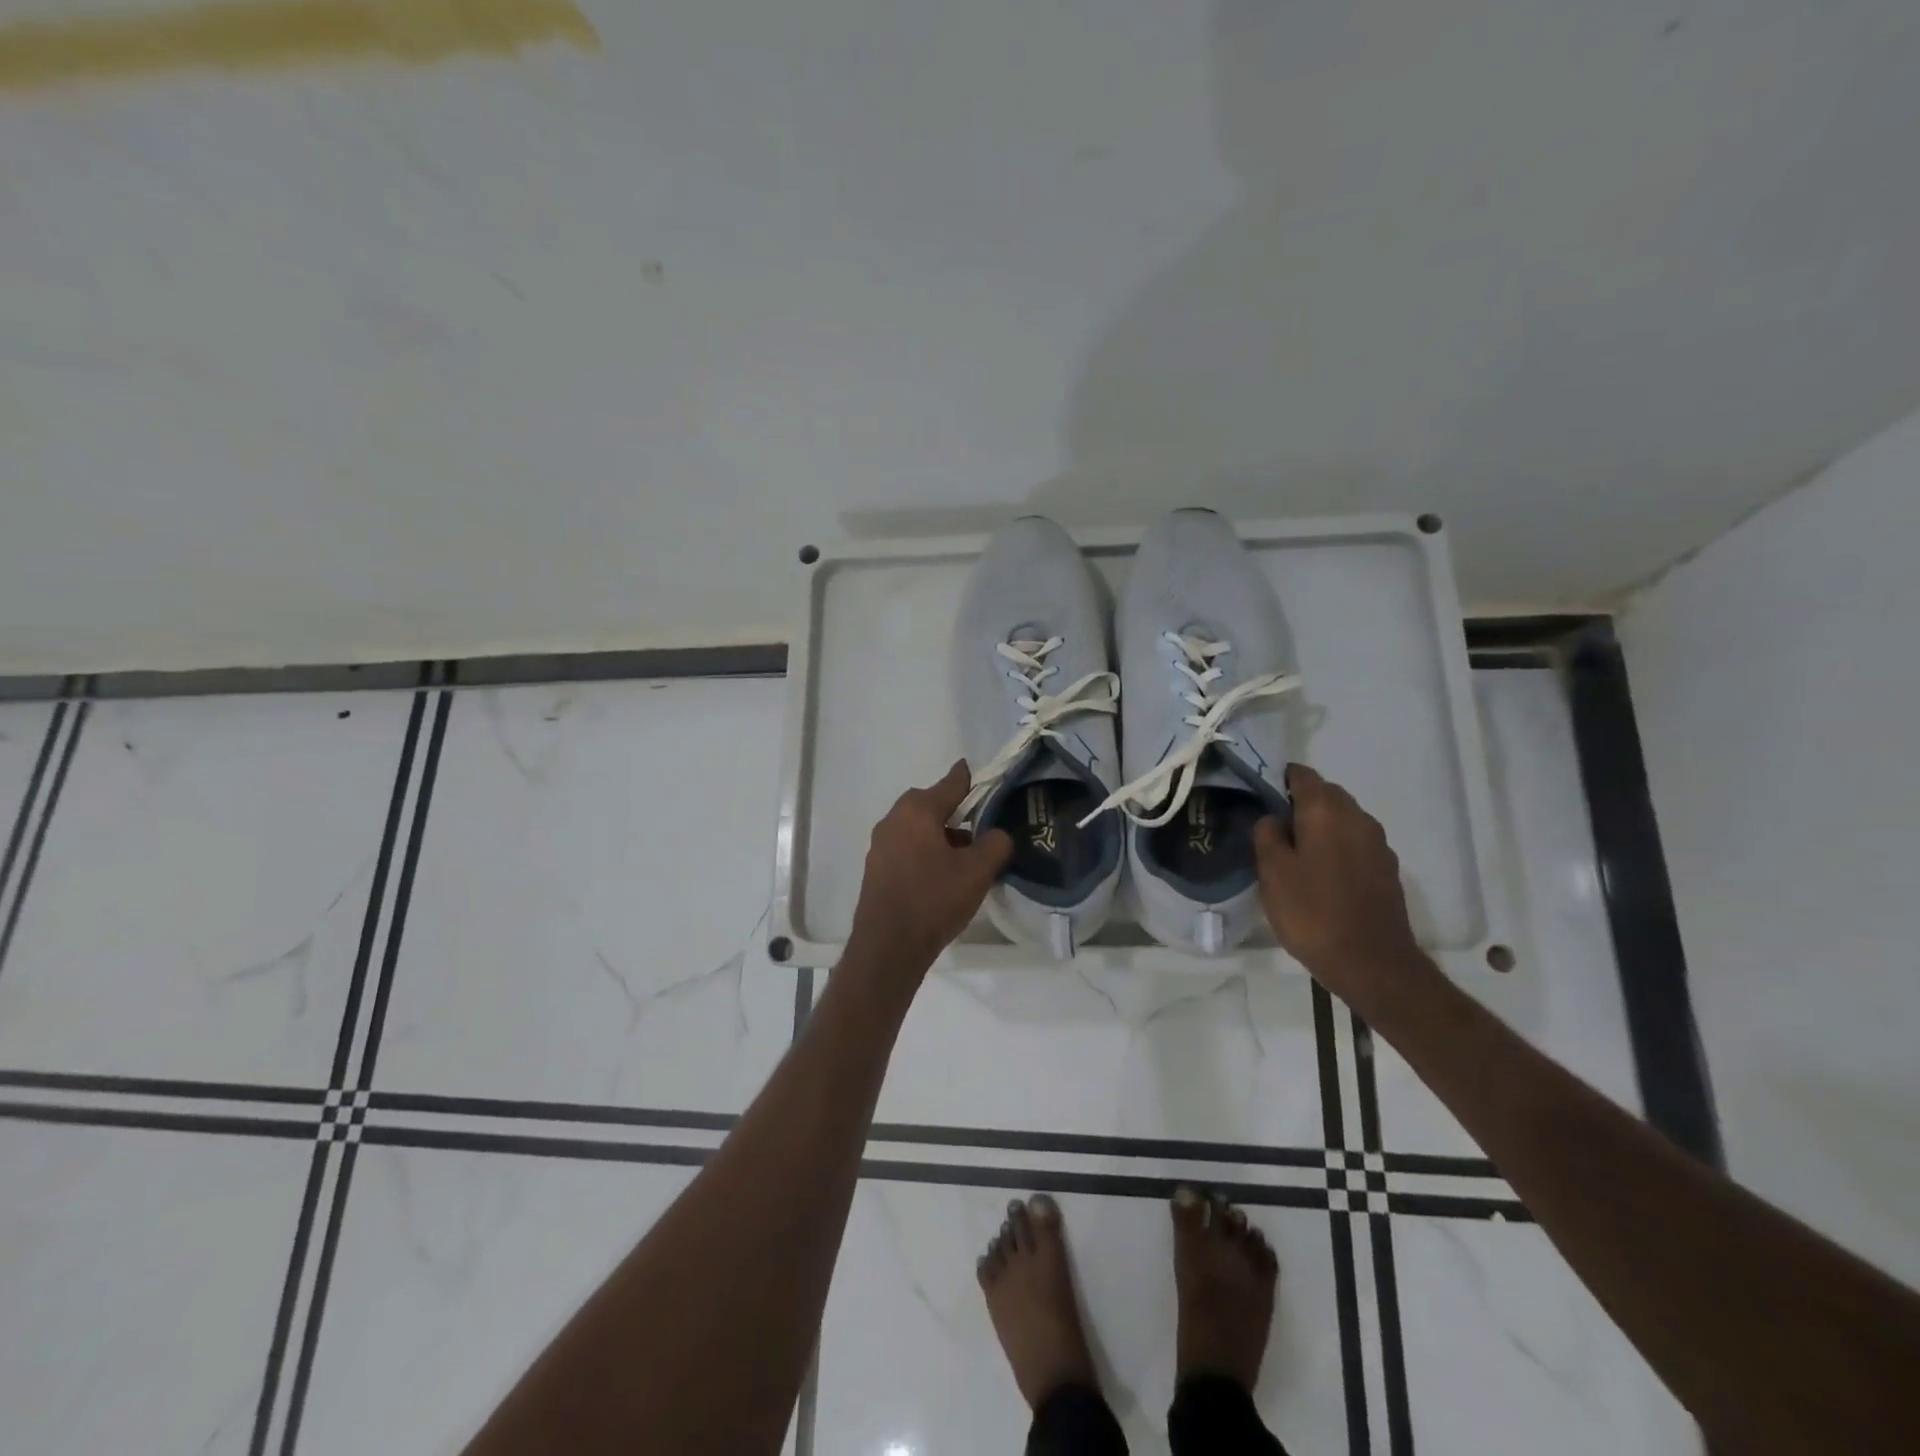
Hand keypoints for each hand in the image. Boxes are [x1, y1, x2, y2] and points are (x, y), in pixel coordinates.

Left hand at [846, 761, 1014, 976]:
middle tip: (980, 825)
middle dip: (955, 812)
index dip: (968, 778)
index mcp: (918, 810)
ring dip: (940, 835)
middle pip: (931, 805)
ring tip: (965, 856)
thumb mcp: (977, 871)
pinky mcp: (876, 868)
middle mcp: (894, 819)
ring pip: (918, 828)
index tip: (977, 771)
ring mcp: (881, 844)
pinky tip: (941, 874)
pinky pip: (907, 848)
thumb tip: (999, 834)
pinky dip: (925, 851)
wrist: (888, 946)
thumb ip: (996, 844)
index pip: (951, 784)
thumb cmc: (934, 899)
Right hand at [1253, 765, 1429, 1002]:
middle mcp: (1358, 817)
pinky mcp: (1386, 869)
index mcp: (1326, 811)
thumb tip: (1272, 818)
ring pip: (1342, 819)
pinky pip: (1355, 843)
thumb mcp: (1272, 872)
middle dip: (1298, 803)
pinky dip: (1336, 847)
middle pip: (1325, 794)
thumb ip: (1266, 834)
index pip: (1301, 775)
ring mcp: (1377, 844)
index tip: (1257, 795)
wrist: (1372, 963)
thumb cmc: (1312, 912)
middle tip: (1270, 827)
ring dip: (1319, 826)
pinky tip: (1319, 873)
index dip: (1277, 779)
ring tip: (1293, 852)